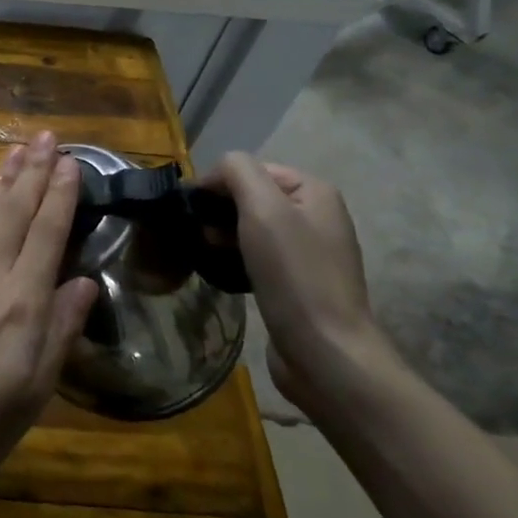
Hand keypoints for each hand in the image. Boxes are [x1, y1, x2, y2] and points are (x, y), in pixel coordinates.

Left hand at [0, 132, 98, 517]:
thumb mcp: (34, 392)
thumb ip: (60, 331)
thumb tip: (85, 282)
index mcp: (21, 303)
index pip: (47, 233)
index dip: (61, 194)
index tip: (73, 162)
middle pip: (14, 210)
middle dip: (34, 170)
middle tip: (49, 136)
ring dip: (3, 177)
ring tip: (19, 149)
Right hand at [203, 153, 399, 416]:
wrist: (324, 350)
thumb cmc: (293, 273)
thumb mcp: (263, 208)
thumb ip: (237, 171)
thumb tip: (214, 173)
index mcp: (314, 192)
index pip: (252, 168)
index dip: (219, 182)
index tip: (193, 208)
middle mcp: (317, 216)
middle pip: (252, 196)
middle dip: (219, 209)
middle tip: (197, 232)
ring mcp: (310, 251)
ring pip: (252, 227)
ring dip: (223, 234)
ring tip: (205, 252)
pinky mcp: (298, 282)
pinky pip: (258, 255)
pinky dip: (235, 257)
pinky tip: (222, 271)